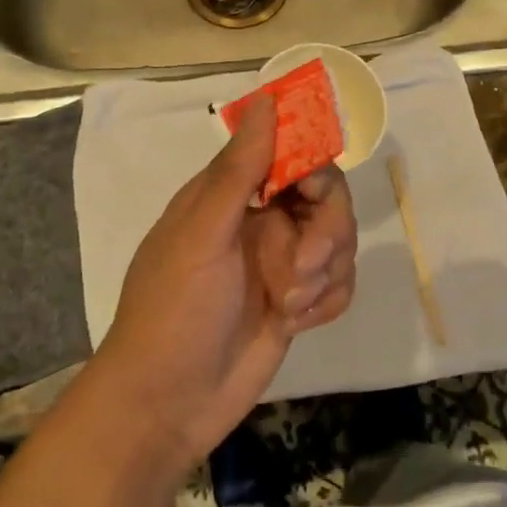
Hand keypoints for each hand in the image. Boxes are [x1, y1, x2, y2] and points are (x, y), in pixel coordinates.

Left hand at [93, 94, 358, 467]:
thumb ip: (241, 169)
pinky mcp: (298, 300)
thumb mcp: (203, 235)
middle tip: (301, 269)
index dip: (311, 166)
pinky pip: (339, 282)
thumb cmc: (174, 311)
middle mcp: (262, 220)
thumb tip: (267, 99)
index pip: (290, 153)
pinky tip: (296, 322)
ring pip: (339, 241)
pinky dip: (325, 300)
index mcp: (232, 194)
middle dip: (326, 232)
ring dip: (323, 273)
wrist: (167, 406)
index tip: (311, 191)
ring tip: (288, 304)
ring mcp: (282, 261)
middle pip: (328, 197)